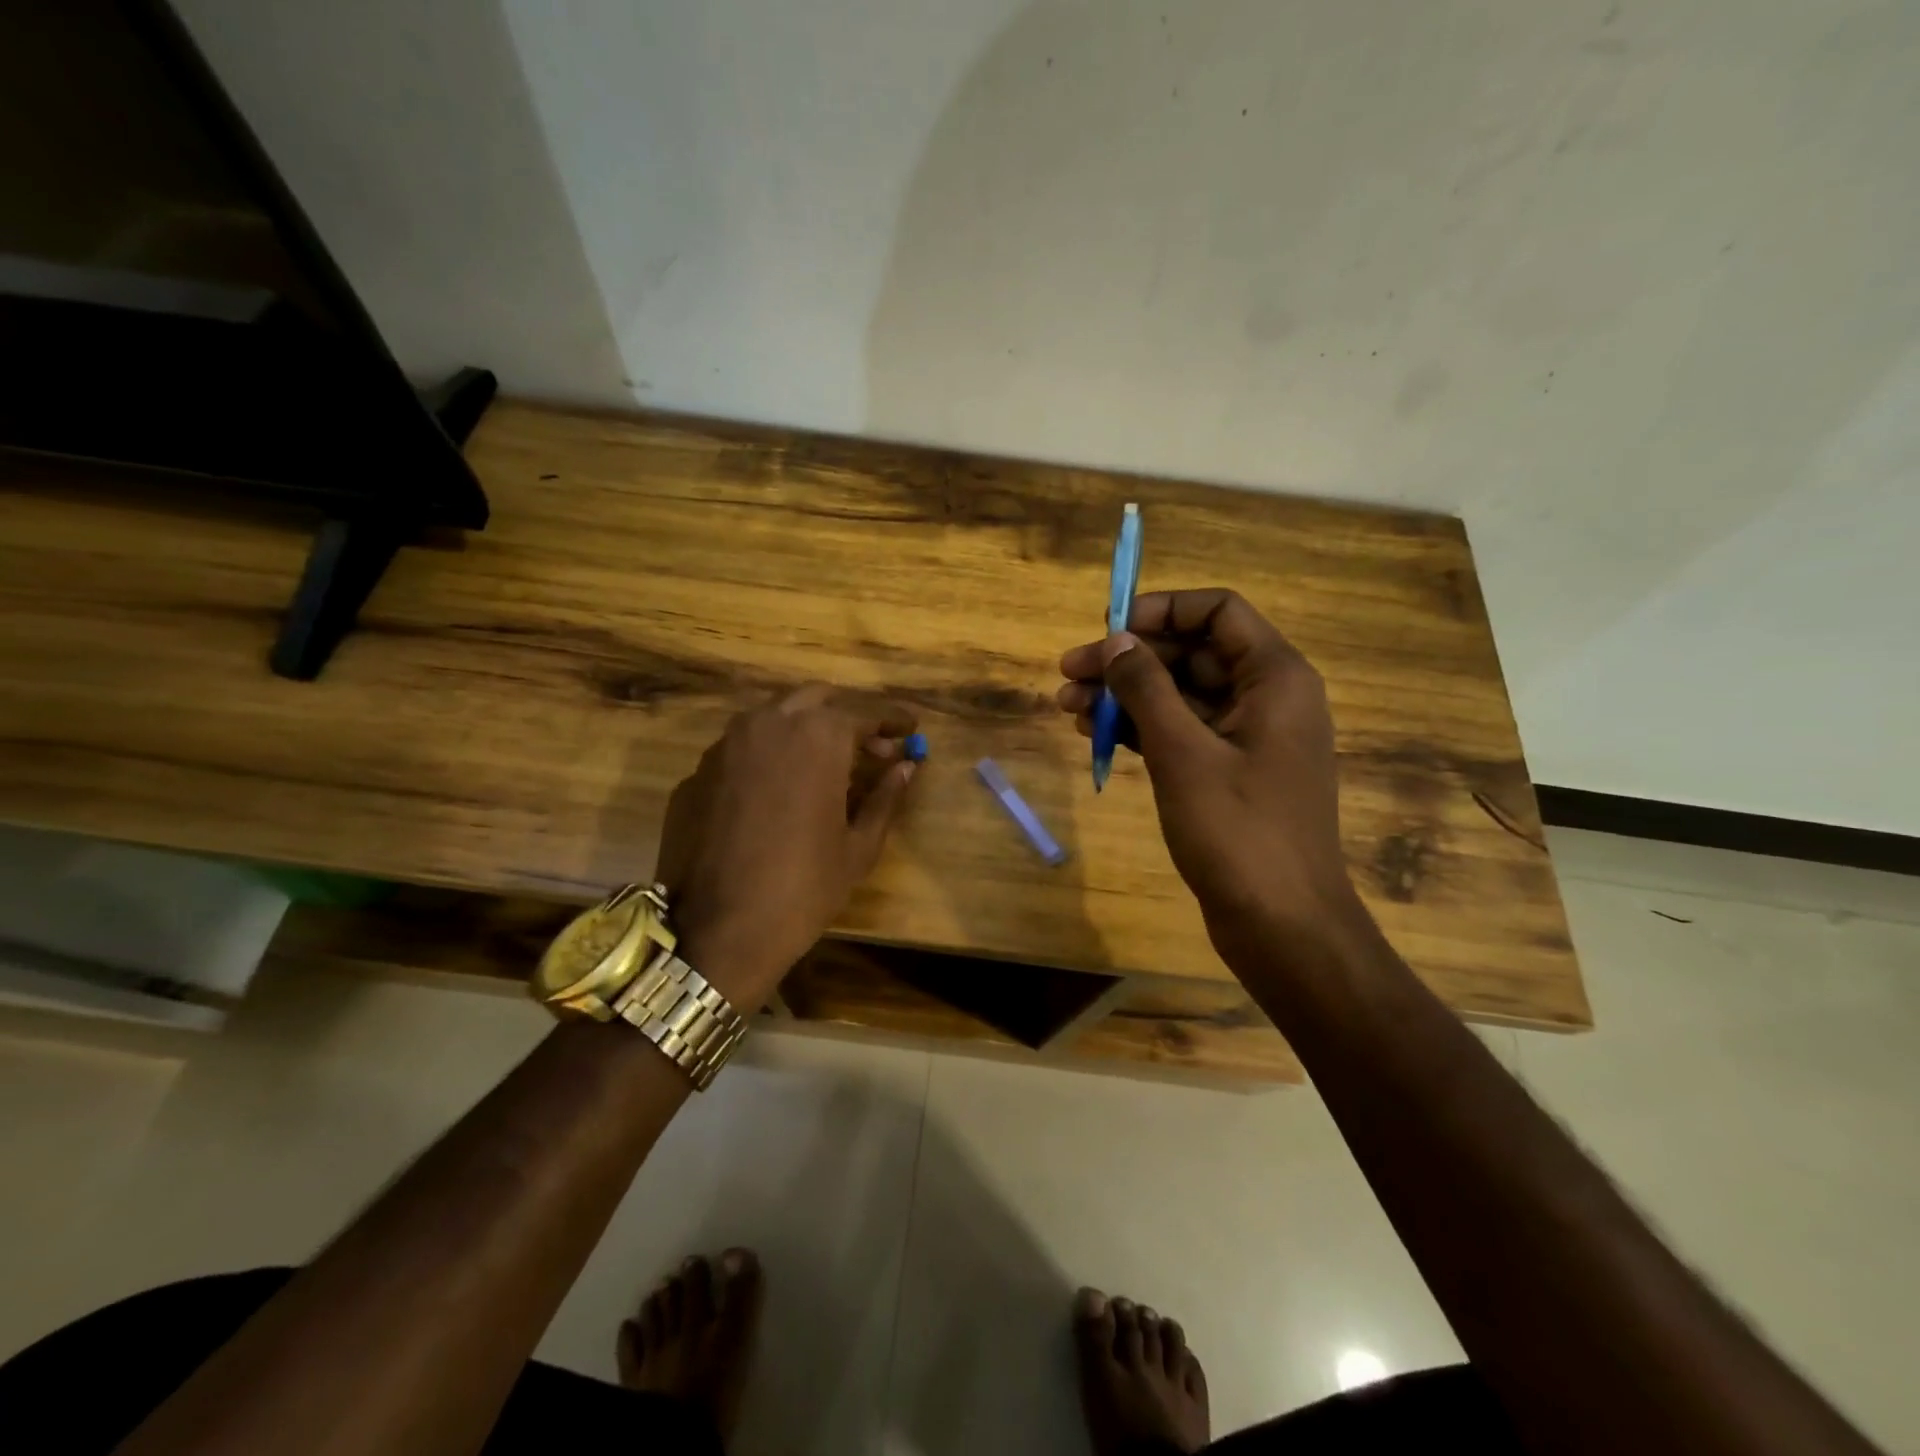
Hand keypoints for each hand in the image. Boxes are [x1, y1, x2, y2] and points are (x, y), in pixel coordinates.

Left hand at [653, 685, 918, 1010]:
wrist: (718, 932)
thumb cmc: (804, 888)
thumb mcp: (858, 846)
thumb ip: (885, 797)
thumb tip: (906, 767)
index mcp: (816, 737)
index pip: (863, 712)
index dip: (892, 719)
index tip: (911, 726)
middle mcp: (767, 725)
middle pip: (815, 699)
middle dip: (847, 715)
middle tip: (871, 746)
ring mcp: (724, 746)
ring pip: (772, 718)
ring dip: (804, 729)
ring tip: (826, 764)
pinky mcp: (697, 773)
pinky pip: (741, 750)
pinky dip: (769, 757)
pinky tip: (778, 792)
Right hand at [1057, 590, 1363, 958]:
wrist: (1282, 925)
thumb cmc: (1238, 831)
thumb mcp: (1183, 753)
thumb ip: (1146, 689)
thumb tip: (1115, 641)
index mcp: (1274, 678)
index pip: (1218, 611)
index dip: (1161, 610)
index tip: (1108, 629)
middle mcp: (1266, 698)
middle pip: (1191, 654)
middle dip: (1128, 660)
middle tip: (1067, 673)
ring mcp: (1247, 738)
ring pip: (1180, 696)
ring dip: (1125, 697)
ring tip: (1066, 707)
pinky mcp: (1229, 773)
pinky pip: (1181, 733)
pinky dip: (1140, 730)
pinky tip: (1094, 735)